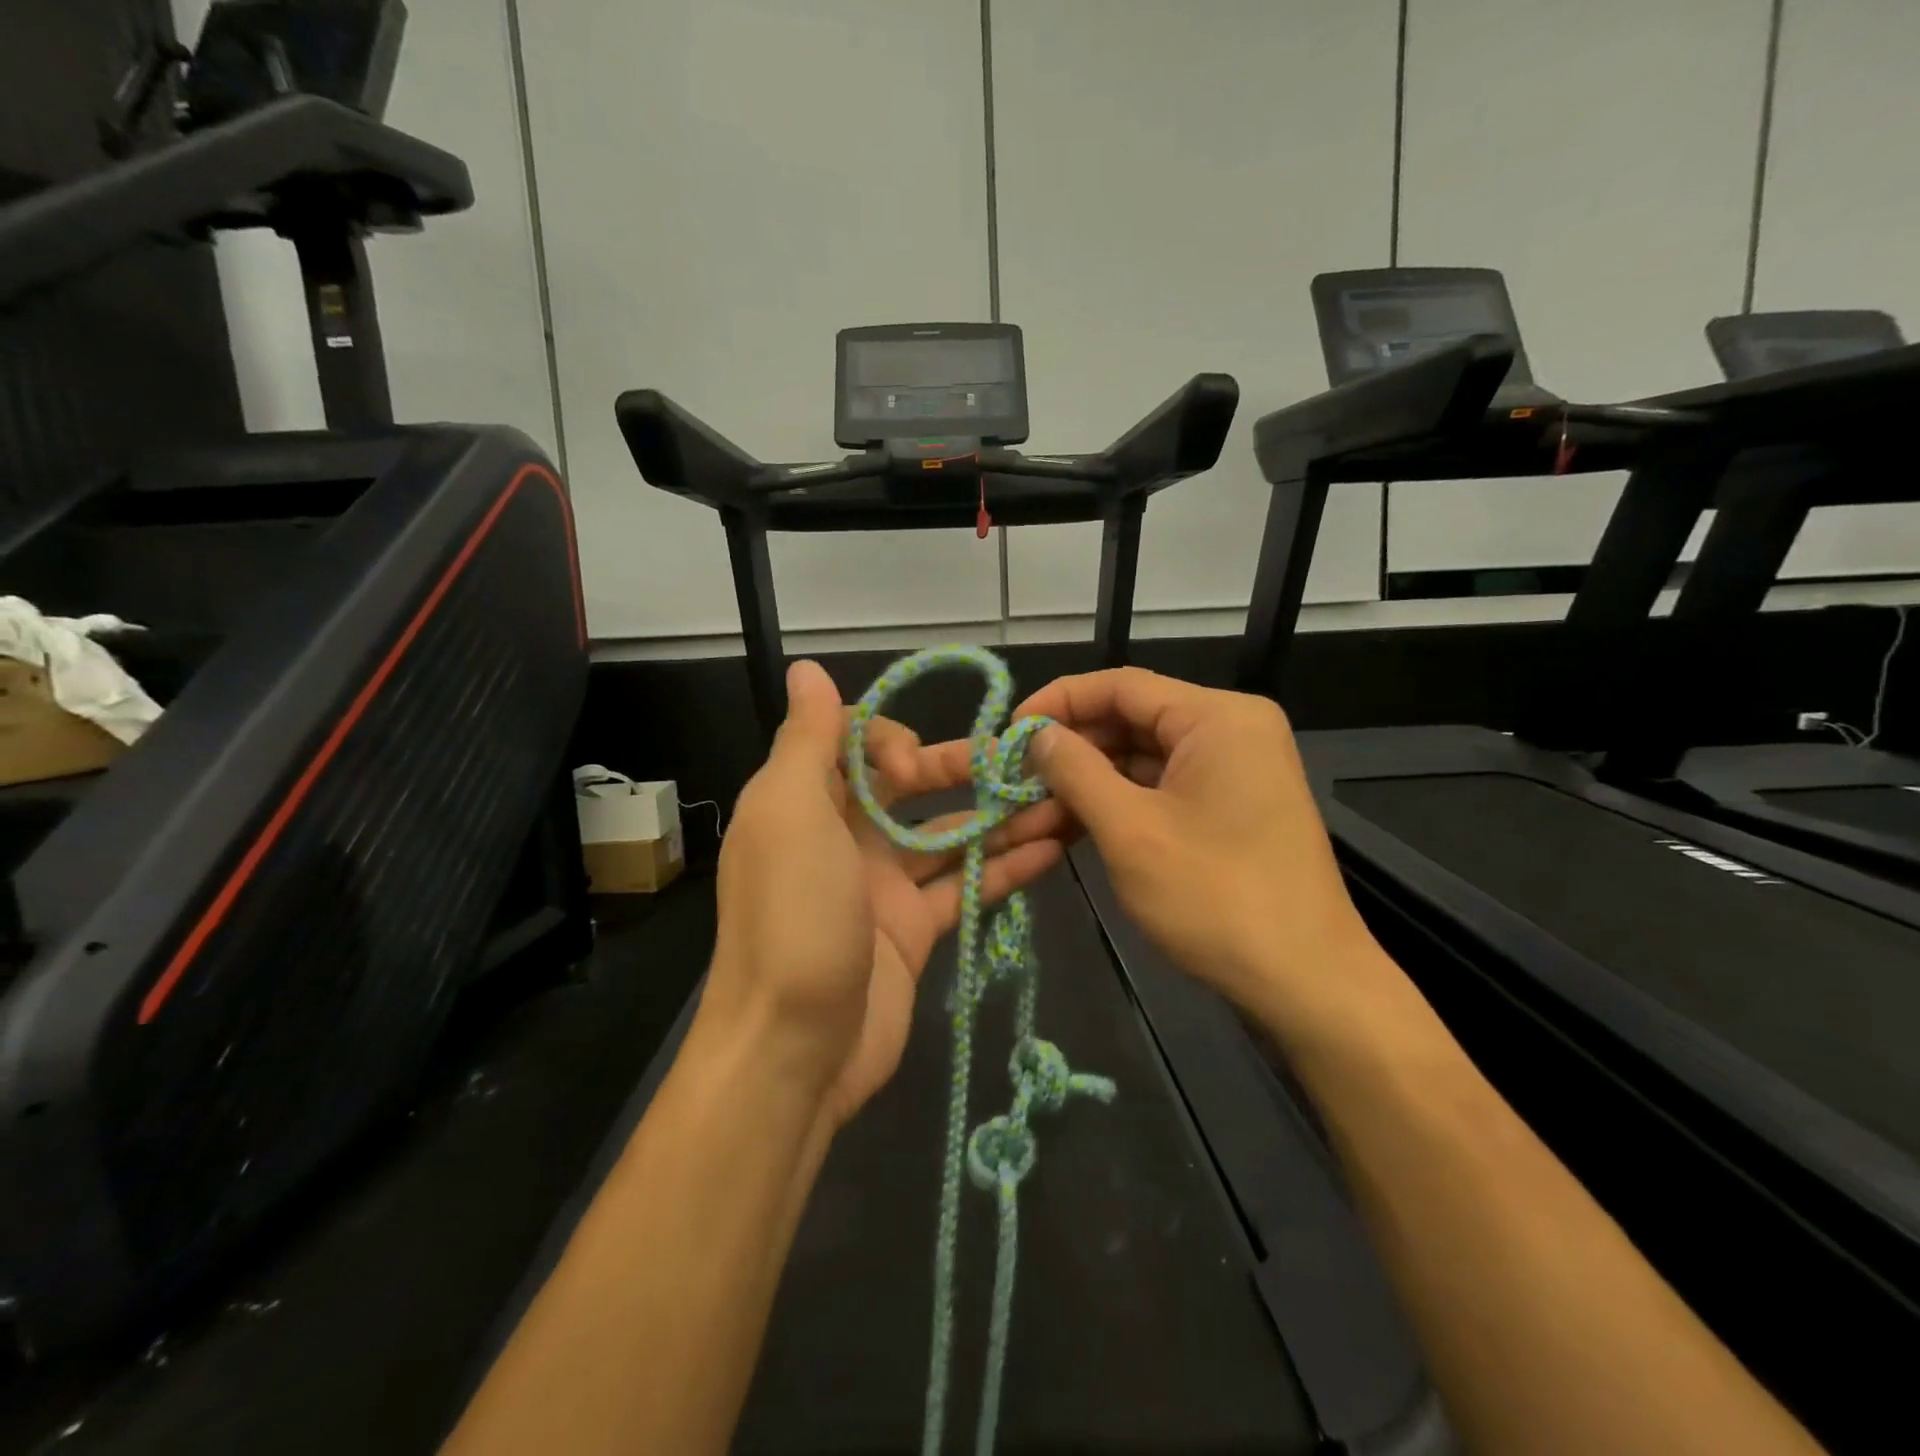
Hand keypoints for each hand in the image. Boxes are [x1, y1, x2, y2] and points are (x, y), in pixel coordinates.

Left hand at [701, 660, 1064, 1133]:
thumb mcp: (789, 815)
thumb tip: (806, 669)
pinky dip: (1006, 867)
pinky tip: (1054, 849)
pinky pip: (966, 886)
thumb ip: (807, 740)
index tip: (912, 772)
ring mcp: (884, 885)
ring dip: (1002, 817)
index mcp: (806, 801)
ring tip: (1065, 799)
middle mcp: (845, 835)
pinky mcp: (916, 930)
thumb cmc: (793, 918)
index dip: (892, 742)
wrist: (794, 1051)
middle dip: (967, 770)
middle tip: (1028, 764)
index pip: (857, 743)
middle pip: (913, 787)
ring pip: (950, 836)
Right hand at [1011, 668, 1380, 1039]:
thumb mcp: (1130, 830)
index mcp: (1217, 718)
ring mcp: (1235, 770)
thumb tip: (1037, 736)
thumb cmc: (1215, 898)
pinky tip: (1075, 824)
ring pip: (1144, 757)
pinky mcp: (1231, 807)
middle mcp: (1231, 730)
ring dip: (1090, 780)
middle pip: (1133, 719)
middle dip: (1072, 747)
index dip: (1059, 702)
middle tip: (1016, 776)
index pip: (1121, 685)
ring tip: (1034, 807)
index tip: (1010, 730)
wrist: (1307, 983)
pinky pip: (1163, 787)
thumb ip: (1075, 771)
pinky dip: (1120, 802)